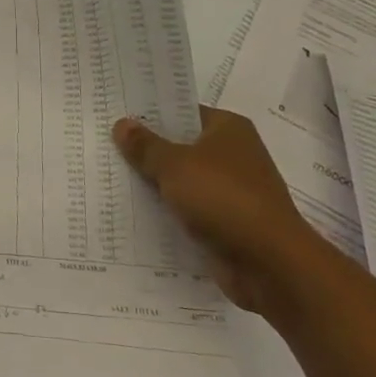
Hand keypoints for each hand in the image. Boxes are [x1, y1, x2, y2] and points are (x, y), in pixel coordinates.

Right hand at [114, 109, 325, 313]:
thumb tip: (122, 124)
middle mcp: (233, 155)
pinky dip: (168, 212)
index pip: (182, 111)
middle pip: (180, 146)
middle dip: (147, 150)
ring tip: (110, 177)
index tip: (116, 115)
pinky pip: (189, 211)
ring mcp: (232, 191)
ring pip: (182, 181)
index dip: (150, 114)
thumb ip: (145, 146)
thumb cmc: (224, 198)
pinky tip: (133, 213)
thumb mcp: (175, 166)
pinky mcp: (227, 224)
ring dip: (155, 184)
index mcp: (228, 128)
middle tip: (104, 145)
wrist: (271, 265)